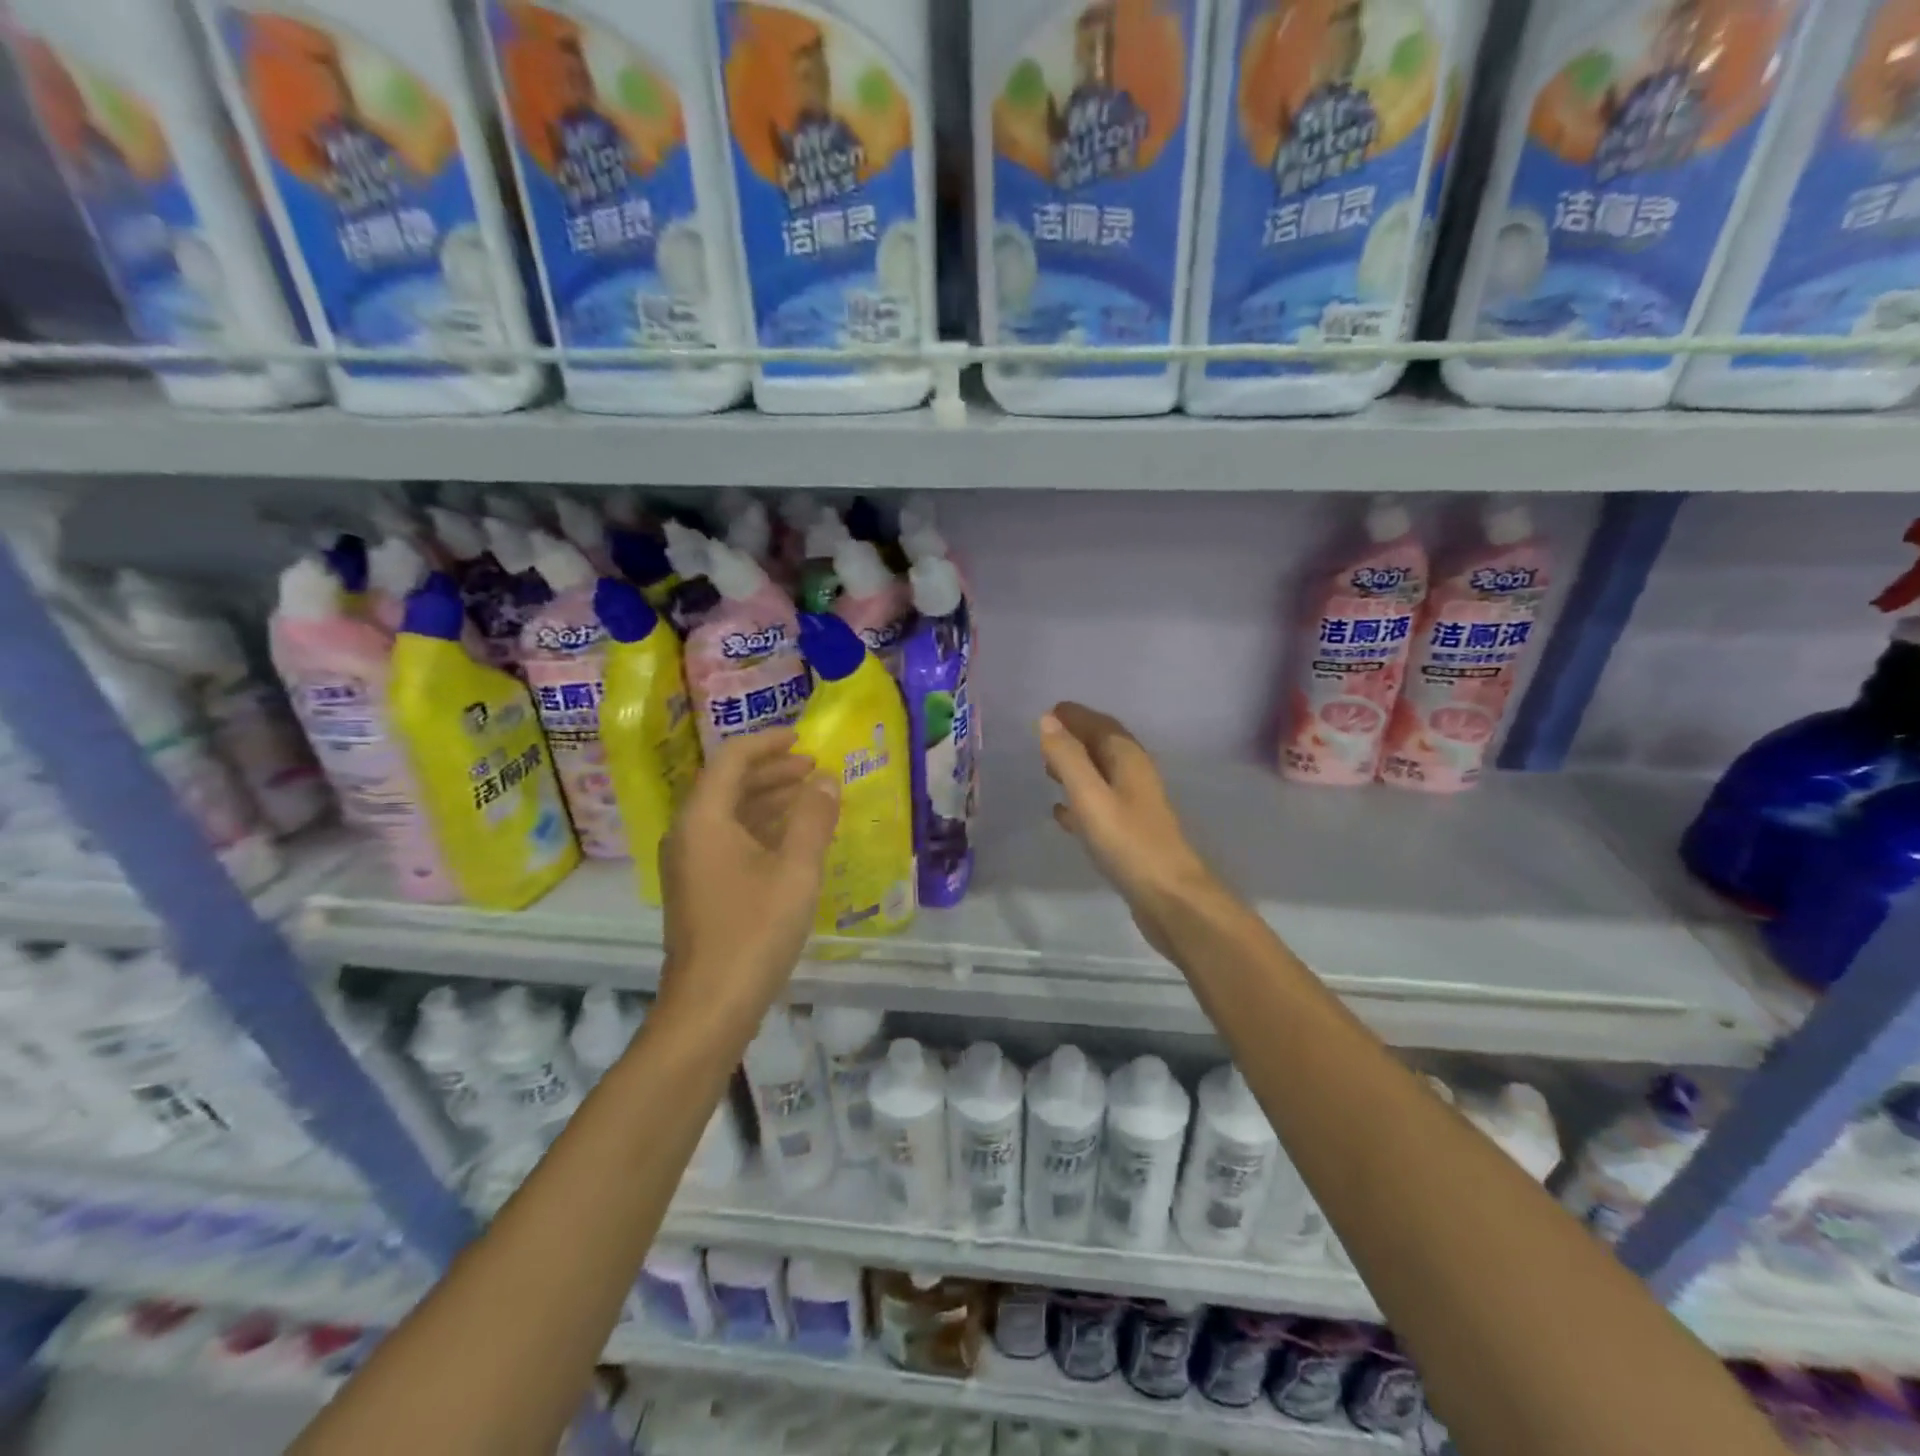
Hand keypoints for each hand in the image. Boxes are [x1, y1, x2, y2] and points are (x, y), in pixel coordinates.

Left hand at [658, 730, 839, 1025]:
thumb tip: (826, 780)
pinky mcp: (698, 889)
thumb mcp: (795, 870)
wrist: (710, 1006)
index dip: (768, 743)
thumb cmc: (754, 931)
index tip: (803, 739)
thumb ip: (813, 818)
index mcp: (703, 819)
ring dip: (768, 800)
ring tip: (809, 797)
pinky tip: (791, 839)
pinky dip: (760, 829)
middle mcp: (688, 834)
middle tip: (813, 769)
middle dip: (771, 771)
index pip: (731, 760)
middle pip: (728, 785)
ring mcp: (689, 864)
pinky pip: (728, 840)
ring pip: (729, 814)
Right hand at [1038, 702, 1222, 959]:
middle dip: (1074, 738)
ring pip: (1100, 775)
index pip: (1100, 724)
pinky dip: (1079, 801)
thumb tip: (1047, 720)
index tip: (1048, 711)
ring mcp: (1134, 806)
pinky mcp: (1129, 833)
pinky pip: (1098, 805)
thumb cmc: (1127, 842)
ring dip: (1076, 768)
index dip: (1075, 716)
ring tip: (1047, 768)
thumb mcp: (1090, 795)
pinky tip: (1060, 812)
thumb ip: (1067, 757)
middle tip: (1043, 738)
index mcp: (1128, 759)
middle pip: (1102, 747)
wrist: (1169, 897)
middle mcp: (1134, 776)